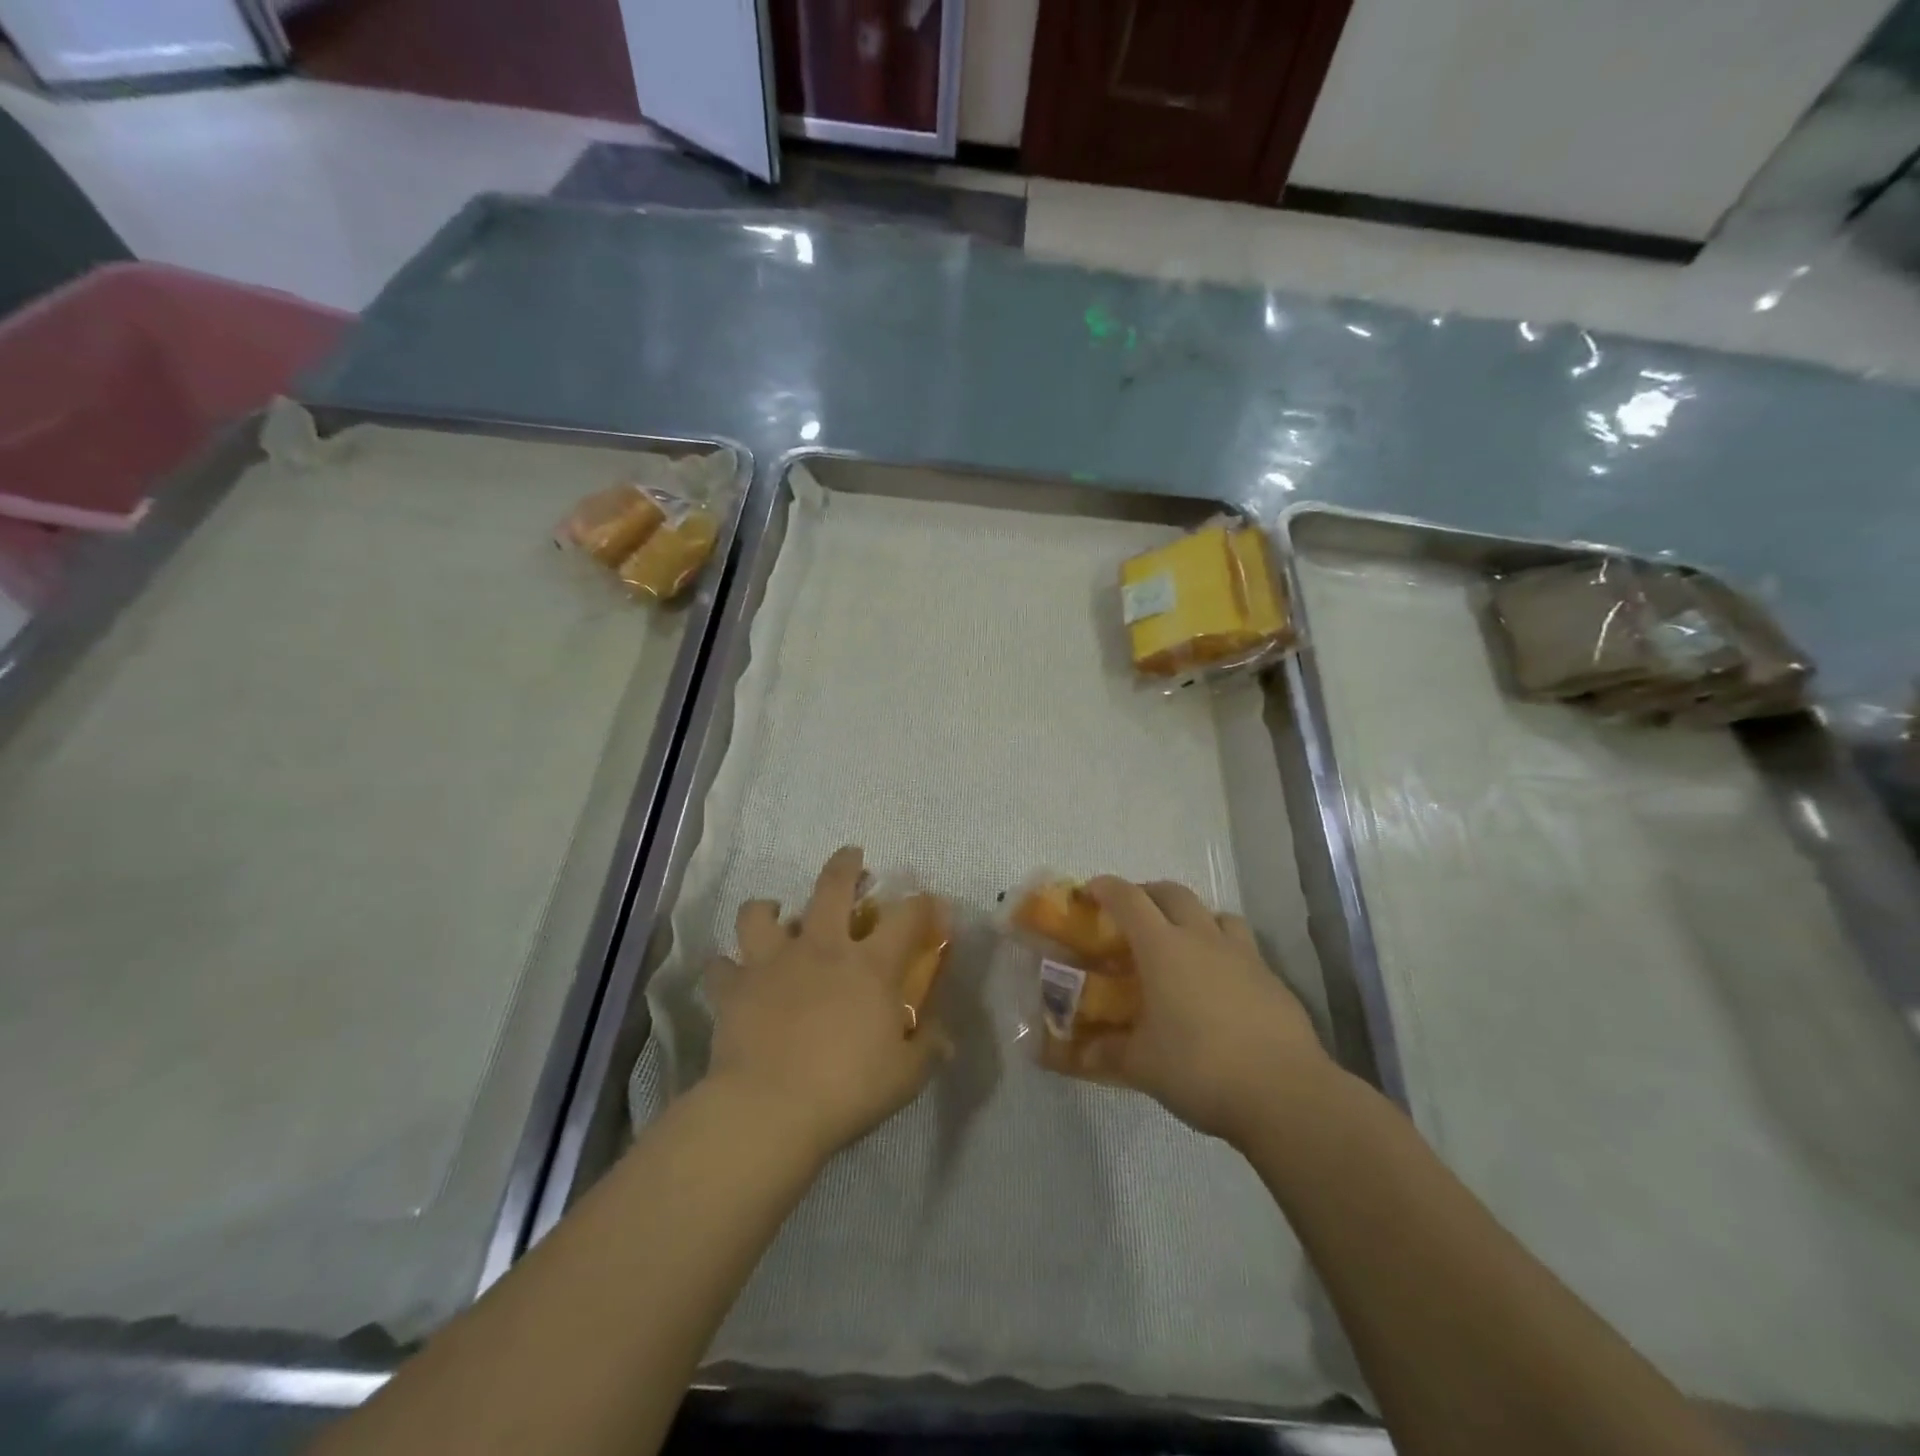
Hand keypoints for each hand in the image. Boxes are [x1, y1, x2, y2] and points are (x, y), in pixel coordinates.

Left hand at [703, 846, 950, 1161]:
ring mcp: (772, 963)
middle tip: (851, 857)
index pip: (907, 916)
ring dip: (767, 909)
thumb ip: (928, 1047)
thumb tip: (944, 1035)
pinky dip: (727, 968)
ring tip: (773, 914)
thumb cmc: (847, 1090)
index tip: (932, 903)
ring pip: (760, 913)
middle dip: (844, 864)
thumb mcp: (906, 1075)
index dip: (924, 903)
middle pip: (832, 887)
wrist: (769, 1109)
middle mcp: (821, 949)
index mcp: (869, 965)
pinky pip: (720, 966)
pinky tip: (733, 975)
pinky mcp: (734, 988)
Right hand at [1075, 877, 1334, 1147]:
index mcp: (1163, 948)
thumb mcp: (1142, 1065)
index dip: (1107, 888)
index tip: (1091, 890)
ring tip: (1182, 943)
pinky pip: (1242, 947)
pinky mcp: (1272, 978)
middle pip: (1173, 893)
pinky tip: (1219, 984)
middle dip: (1148, 894)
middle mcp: (1202, 939)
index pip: (1129, 900)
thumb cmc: (1199, 1069)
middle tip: (1133, 914)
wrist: (1285, 1093)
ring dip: (1193, 917)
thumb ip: (1108, 1052)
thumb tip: (1080, 1053)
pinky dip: (1223, 951)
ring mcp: (1243, 955)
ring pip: (1215, 914)